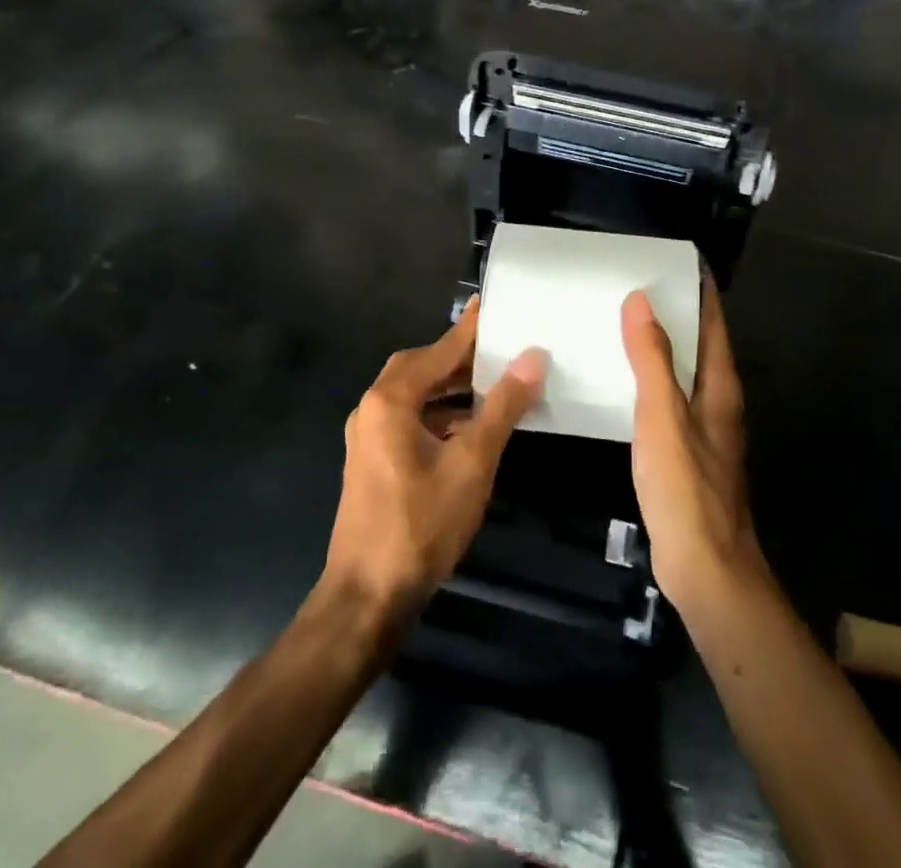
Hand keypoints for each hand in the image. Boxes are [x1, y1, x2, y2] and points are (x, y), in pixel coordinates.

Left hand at [324, 298, 545, 621]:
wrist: (367, 597)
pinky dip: (440, 413)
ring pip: (415, 394)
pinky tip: (470, 426)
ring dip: (451, 387)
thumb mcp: (472, 463)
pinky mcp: (373, 460)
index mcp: (390, 400)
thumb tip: (533, 358)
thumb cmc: (421, 524)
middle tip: (500, 349)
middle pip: (420, 367)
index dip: (470, 329)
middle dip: (460, 357)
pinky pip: (410, 418)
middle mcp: (372, 408)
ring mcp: (368, 436)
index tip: (493, 304)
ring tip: (494, 384)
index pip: (439, 350)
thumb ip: (502, 406)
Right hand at [623, 284, 765, 610]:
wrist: (705, 567)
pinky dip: (652, 379)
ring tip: (624, 324)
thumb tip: (641, 300)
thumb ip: (652, 359)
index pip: (713, 323)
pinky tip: (624, 382)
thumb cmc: (686, 487)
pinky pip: (670, 399)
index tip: (676, 260)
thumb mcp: (663, 416)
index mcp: (720, 386)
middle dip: (677, 312)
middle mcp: (718, 401)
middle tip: (637, 285)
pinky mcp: (688, 453)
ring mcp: (705, 429)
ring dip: (662, 346)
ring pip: (685, 372)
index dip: (700, 290)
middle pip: (702, 344)